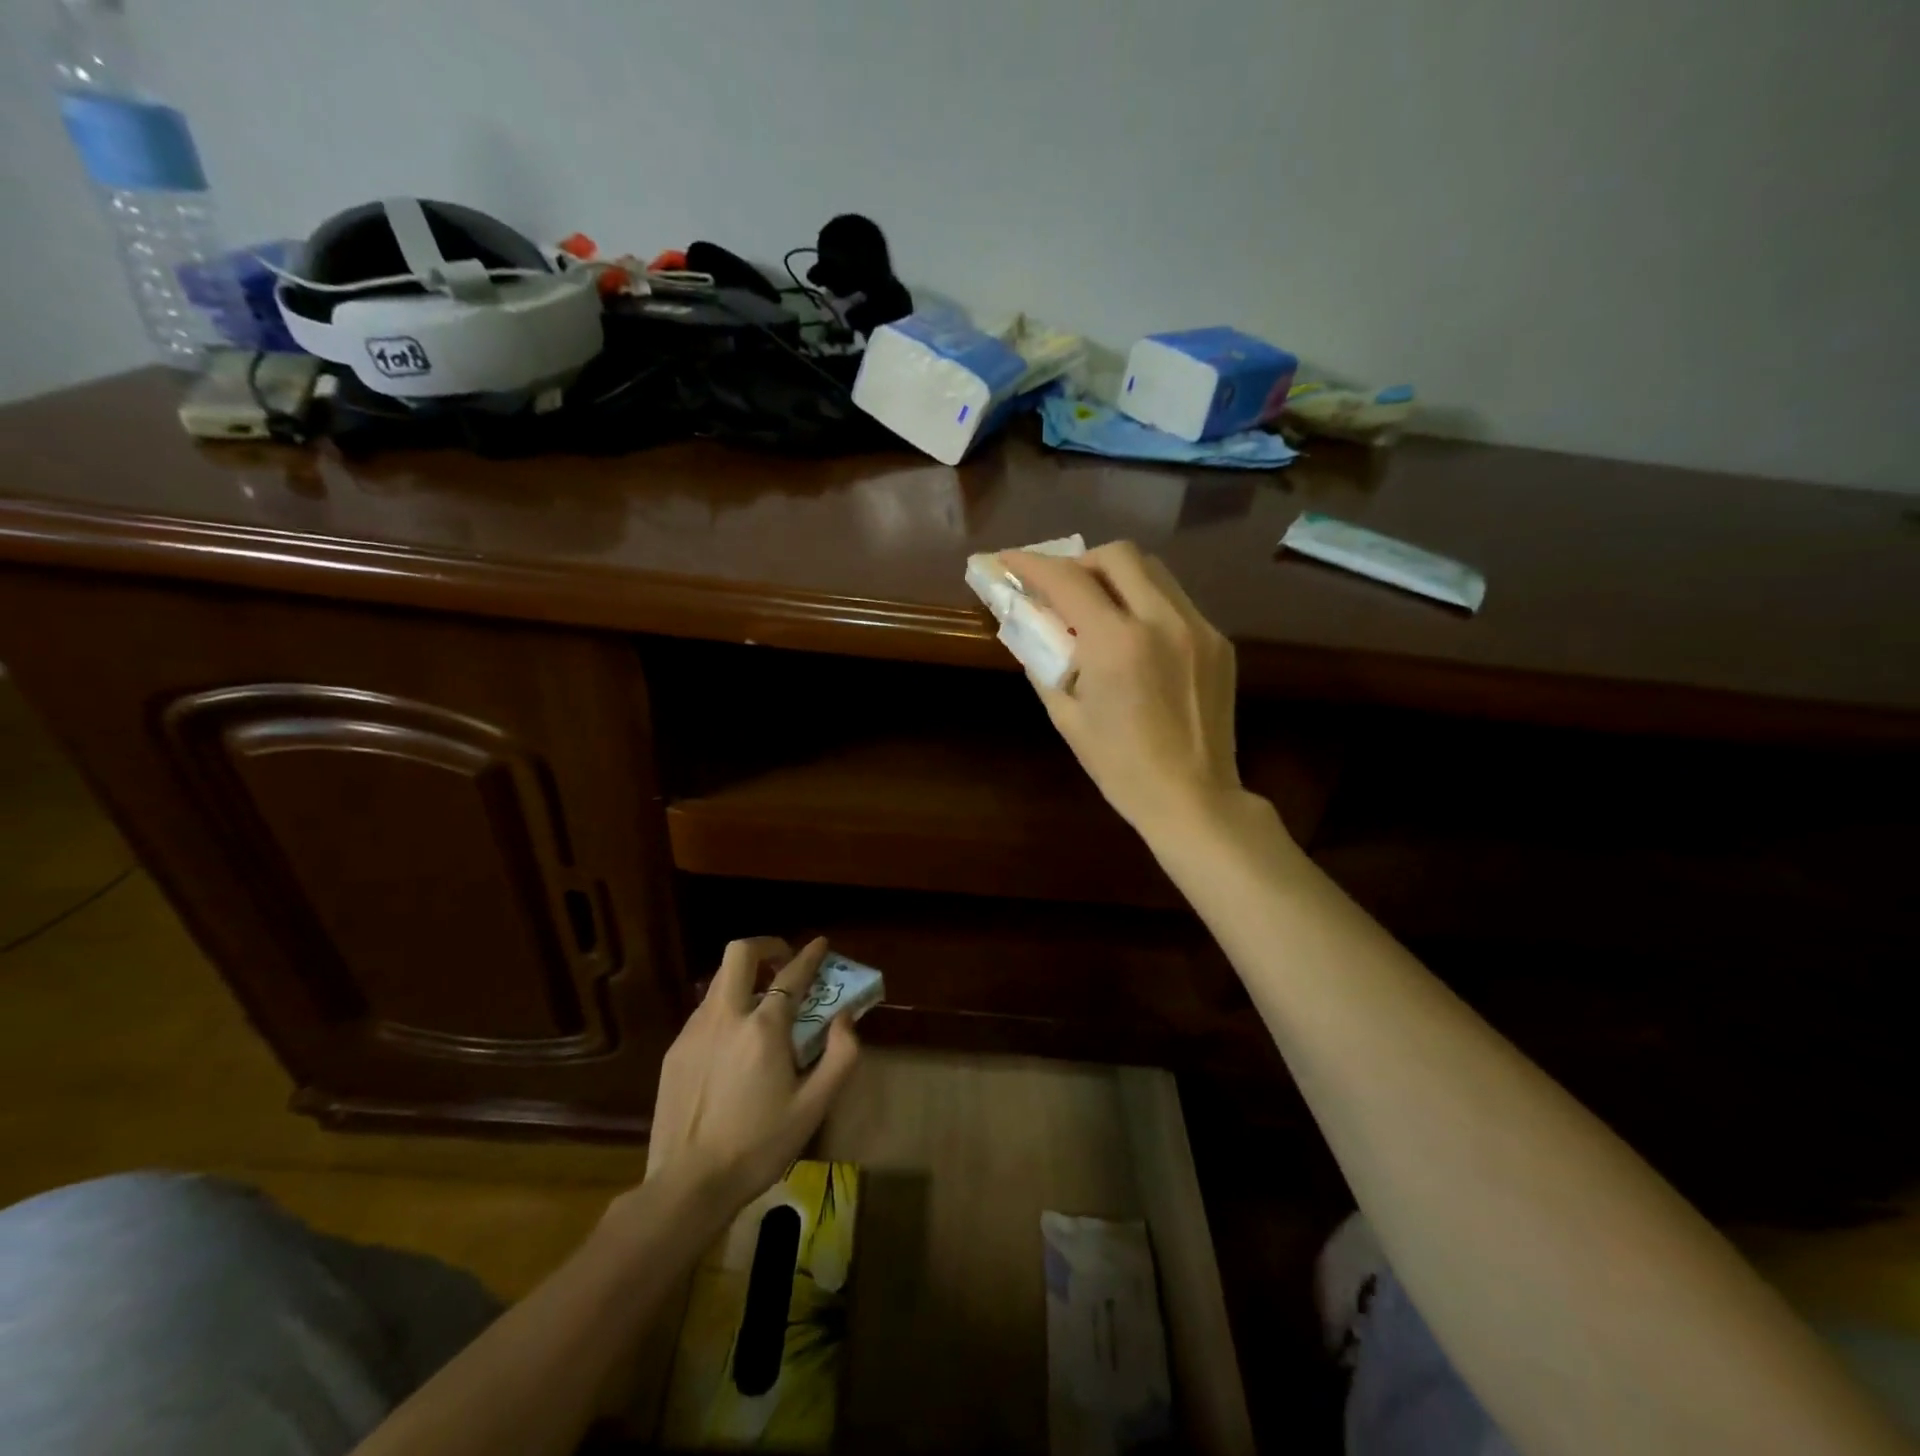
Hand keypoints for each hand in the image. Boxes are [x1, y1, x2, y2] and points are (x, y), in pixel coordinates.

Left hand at [640, 937, 859, 1212]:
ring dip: (744, 977)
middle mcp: (726, 1017)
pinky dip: (725, 1008)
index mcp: (764, 1028)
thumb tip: (845, 1018)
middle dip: (765, 946)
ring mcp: (695, 1031)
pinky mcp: (675, 1051)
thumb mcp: (814, 1107)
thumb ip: (840, 1056)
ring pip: (719, 980)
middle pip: (740, 953)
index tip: (821, 944)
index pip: (792, 974)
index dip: (810, 955)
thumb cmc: (759, 1146)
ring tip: (761, 1002)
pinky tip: (734, 1041)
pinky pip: (704, 1011)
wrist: (688, 1185)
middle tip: (783, 961)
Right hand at [1002, 540, 1245, 836]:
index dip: (1031, 564)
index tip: (1008, 561)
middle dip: (1080, 563)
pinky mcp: (1218, 641)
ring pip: (1153, 571)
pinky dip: (1146, 603)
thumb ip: (1044, 661)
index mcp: (1117, 644)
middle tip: (1062, 589)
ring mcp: (1198, 628)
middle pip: (1117, 555)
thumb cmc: (1119, 766)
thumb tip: (1030, 625)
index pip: (1067, 580)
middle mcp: (1162, 621)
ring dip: (1117, 577)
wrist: (1192, 797)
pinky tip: (1136, 637)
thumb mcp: (1067, 716)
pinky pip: (1175, 601)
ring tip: (1099, 608)